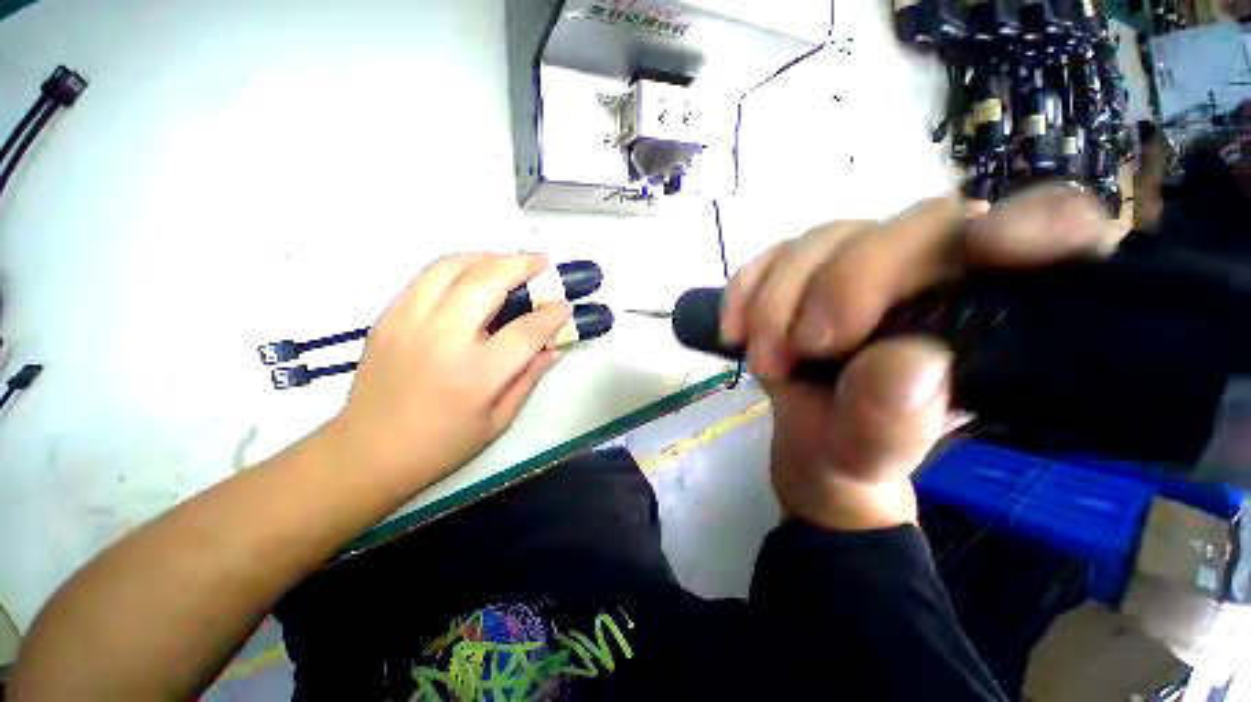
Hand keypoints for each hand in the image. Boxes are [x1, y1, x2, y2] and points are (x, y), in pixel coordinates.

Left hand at [326, 253, 571, 492]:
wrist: (366, 452)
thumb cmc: (441, 445)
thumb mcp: (498, 421)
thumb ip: (528, 379)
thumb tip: (553, 348)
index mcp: (477, 374)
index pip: (526, 331)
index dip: (552, 315)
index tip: (565, 305)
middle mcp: (443, 339)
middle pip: (488, 281)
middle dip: (522, 264)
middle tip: (541, 261)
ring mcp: (410, 322)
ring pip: (452, 267)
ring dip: (487, 257)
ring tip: (507, 261)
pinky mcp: (388, 317)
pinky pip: (425, 277)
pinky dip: (456, 267)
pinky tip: (471, 275)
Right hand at [722, 185, 1111, 529]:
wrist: (807, 441)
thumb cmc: (855, 449)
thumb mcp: (875, 453)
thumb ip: (894, 421)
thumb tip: (907, 362)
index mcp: (987, 312)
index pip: (1053, 232)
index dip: (1037, 223)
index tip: (989, 252)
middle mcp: (931, 270)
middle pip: (909, 225)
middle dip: (842, 285)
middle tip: (803, 349)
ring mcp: (859, 263)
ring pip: (826, 238)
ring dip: (778, 301)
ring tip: (764, 363)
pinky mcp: (803, 270)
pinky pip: (772, 255)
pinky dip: (745, 290)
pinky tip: (735, 330)